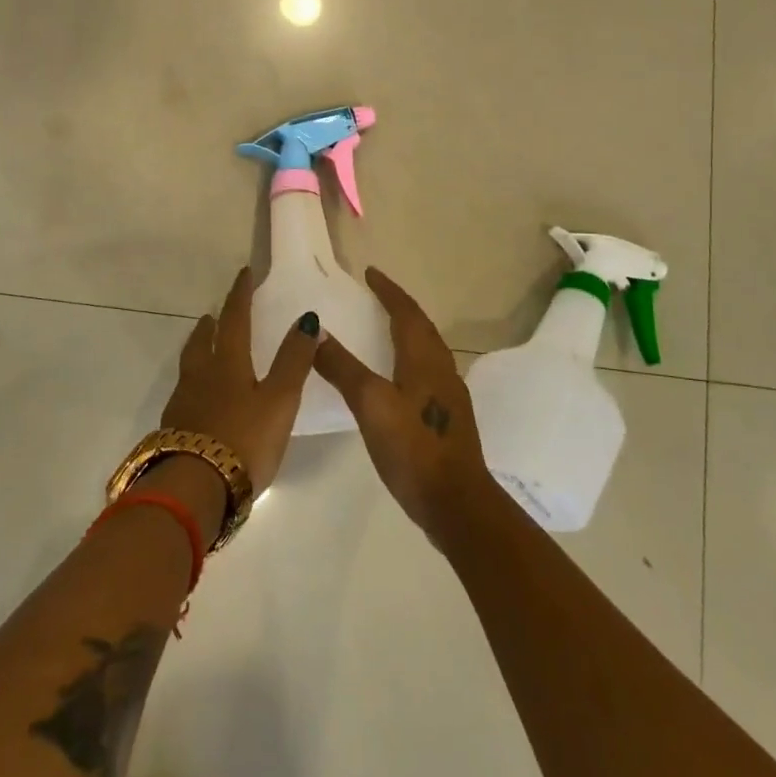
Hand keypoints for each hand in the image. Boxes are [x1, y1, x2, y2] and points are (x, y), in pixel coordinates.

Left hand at [158, 266, 320, 503]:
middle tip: (213, 315)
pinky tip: (199, 399)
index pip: (235, 320)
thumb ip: (293, 361)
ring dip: (198, 351)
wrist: (195, 488)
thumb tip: (306, 319)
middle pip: (202, 342)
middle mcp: (200, 377)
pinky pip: (184, 394)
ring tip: (205, 349)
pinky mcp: (174, 430)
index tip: (244, 273)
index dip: (240, 295)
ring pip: (190, 367)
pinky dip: (194, 384)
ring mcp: (183, 404)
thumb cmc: (244, 440)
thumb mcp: (279, 400)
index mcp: (227, 365)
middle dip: (211, 325)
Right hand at [313, 267, 491, 546]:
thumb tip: (318, 332)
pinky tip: (398, 376)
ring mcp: (449, 395)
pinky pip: (428, 371)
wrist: (457, 502)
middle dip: (400, 307)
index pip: (406, 312)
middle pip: (422, 327)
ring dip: (408, 331)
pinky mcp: (448, 417)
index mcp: (424, 359)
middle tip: (376, 295)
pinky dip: (410, 357)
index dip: (388, 291)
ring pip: (427, 349)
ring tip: (385, 328)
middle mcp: (441, 370)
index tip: (370, 273)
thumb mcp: (370, 404)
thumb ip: (343, 367)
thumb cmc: (412, 448)